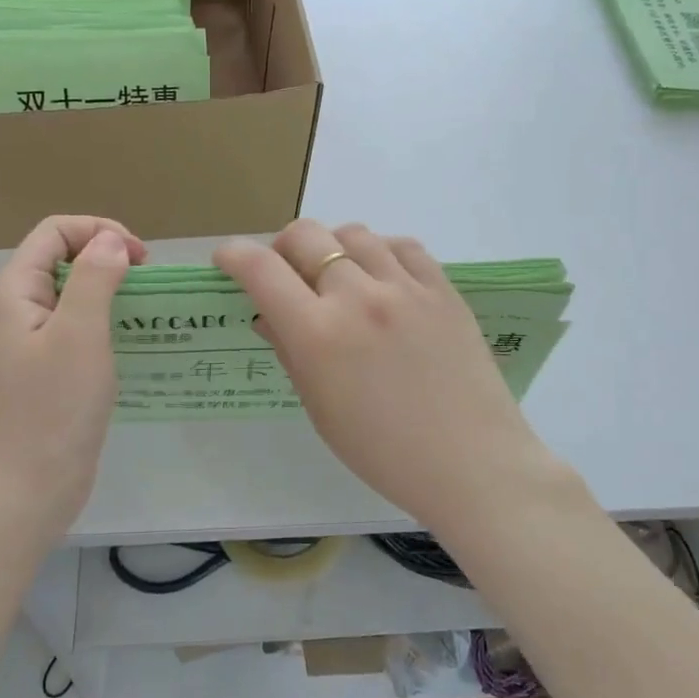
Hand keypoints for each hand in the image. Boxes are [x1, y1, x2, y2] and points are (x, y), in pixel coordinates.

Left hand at [0, 215, 145, 533]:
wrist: (23, 493)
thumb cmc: (51, 409)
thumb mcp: (79, 333)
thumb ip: (95, 278)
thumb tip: (111, 242)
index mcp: (14, 292)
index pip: (55, 232)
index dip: (99, 231)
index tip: (141, 259)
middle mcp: (15, 311)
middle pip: (63, 260)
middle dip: (108, 260)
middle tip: (148, 286)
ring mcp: (28, 345)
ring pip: (72, 297)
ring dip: (111, 294)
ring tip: (149, 312)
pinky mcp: (44, 374)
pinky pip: (76, 332)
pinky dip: (105, 326)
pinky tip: (133, 345)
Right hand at [215, 220, 557, 526]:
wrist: (471, 463)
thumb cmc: (383, 452)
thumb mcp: (320, 408)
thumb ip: (290, 352)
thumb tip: (267, 315)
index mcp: (318, 334)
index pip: (261, 270)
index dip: (234, 255)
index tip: (227, 260)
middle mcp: (358, 297)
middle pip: (306, 235)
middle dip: (282, 247)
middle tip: (286, 274)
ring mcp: (405, 288)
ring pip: (354, 234)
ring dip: (333, 248)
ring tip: (338, 277)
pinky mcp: (443, 289)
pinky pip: (402, 246)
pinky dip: (381, 252)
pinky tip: (383, 277)